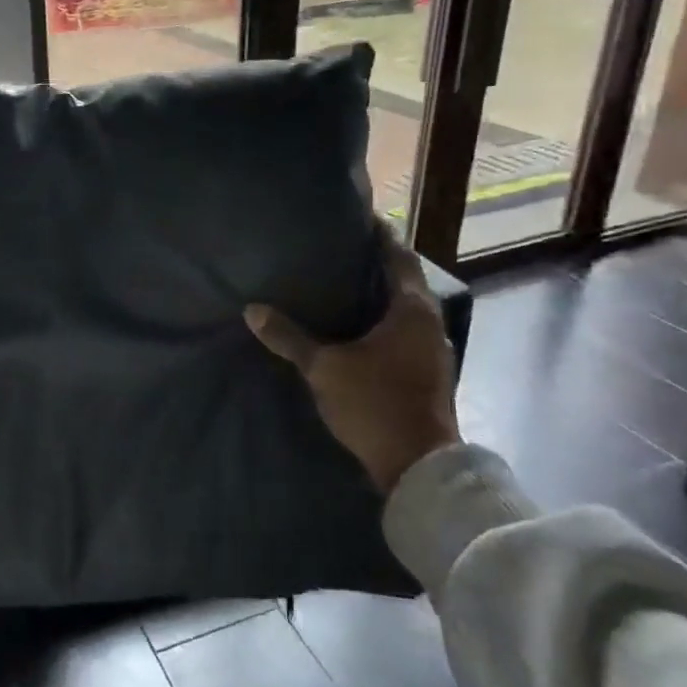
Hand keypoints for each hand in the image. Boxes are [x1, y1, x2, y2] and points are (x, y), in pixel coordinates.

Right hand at [245, 225, 459, 493]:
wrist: (418, 467)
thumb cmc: (374, 403)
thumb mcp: (324, 368)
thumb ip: (289, 338)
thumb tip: (253, 310)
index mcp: (412, 310)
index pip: (398, 256)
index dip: (381, 235)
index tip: (360, 218)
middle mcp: (430, 324)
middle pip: (404, 282)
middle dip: (375, 266)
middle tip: (339, 253)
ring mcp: (433, 352)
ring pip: (405, 310)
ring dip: (379, 298)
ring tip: (343, 288)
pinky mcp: (428, 375)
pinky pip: (404, 334)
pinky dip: (383, 324)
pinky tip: (357, 331)